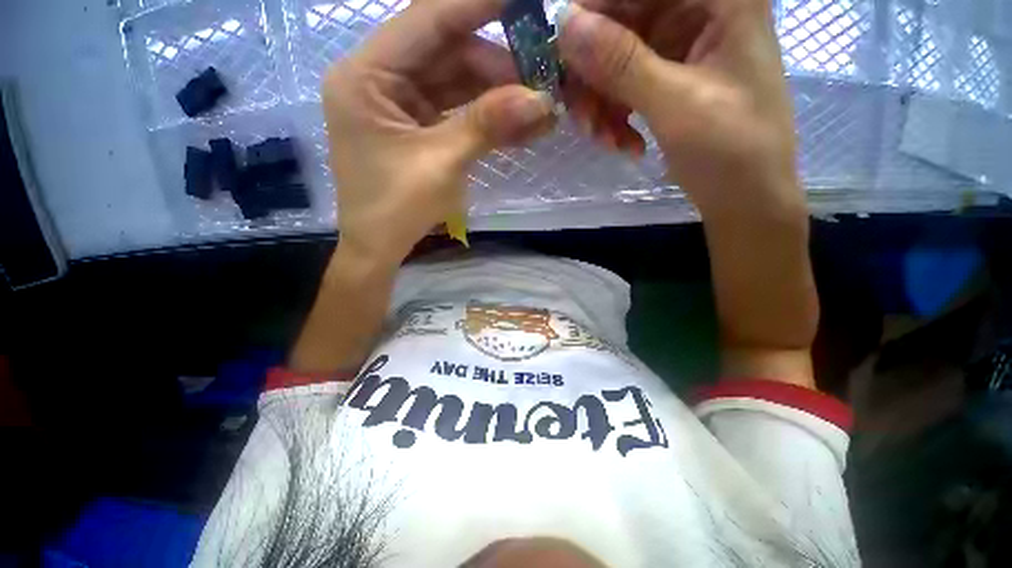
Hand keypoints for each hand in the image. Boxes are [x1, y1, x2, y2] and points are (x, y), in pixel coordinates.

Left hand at [323, 0, 555, 264]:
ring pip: (457, 83)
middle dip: (500, 67)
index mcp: (367, 76)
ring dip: (499, 96)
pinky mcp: (417, 127)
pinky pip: (457, 110)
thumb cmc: (395, 210)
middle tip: (545, 78)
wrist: (379, 248)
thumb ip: (487, 125)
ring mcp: (400, 103)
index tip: (525, 3)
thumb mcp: (441, 164)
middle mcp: (379, 79)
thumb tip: (542, 99)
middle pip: (448, 52)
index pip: (428, 19)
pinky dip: (487, 117)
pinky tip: (521, 125)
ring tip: (542, 108)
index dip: (478, 5)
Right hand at [558, 0, 801, 217]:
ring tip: (606, 141)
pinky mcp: (669, 77)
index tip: (561, 58)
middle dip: (594, 75)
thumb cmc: (731, 151)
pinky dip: (615, 115)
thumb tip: (564, 23)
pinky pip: (624, 86)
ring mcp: (682, 45)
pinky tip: (624, 144)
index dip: (593, 13)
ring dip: (602, 103)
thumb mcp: (676, 105)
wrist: (745, 197)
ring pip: (615, 58)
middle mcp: (699, 9)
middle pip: (621, 21)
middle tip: (583, 119)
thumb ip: (621, 63)